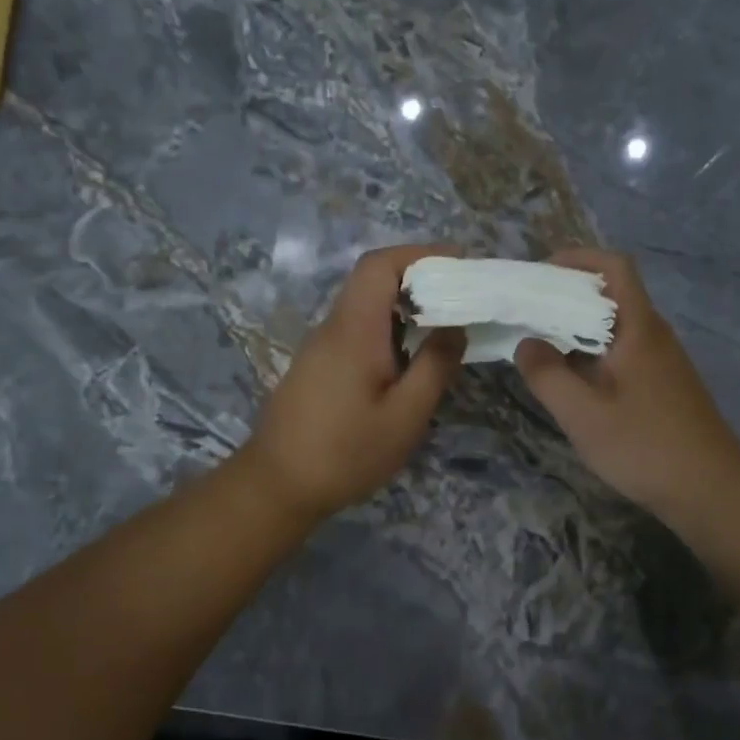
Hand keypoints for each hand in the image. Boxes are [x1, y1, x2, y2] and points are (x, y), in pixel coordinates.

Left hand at [241, 244, 464, 521]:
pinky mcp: (317, 366)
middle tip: (461, 300)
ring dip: (405, 308)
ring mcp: (321, 346)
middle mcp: (333, 327)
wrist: (278, 485)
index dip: (420, 254)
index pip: (379, 265)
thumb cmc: (346, 452)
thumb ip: (435, 366)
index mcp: (354, 330)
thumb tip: (455, 327)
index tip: (460, 264)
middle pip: (372, 281)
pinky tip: (409, 360)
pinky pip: (357, 331)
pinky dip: (388, 330)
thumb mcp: (405, 416)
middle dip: (420, 279)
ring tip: (444, 329)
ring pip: (365, 307)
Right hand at [515, 249, 739, 524]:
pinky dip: (591, 353)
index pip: (615, 267)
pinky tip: (570, 379)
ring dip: (577, 327)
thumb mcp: (583, 414)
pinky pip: (621, 351)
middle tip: (526, 312)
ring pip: (614, 326)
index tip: (539, 273)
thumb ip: (547, 375)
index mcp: (639, 329)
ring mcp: (661, 361)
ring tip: (538, 344)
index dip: (577, 259)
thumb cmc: (644, 446)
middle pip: (611, 294)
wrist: (710, 490)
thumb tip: (526, 343)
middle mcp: (653, 335)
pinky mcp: (662, 385)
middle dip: (567, 295)